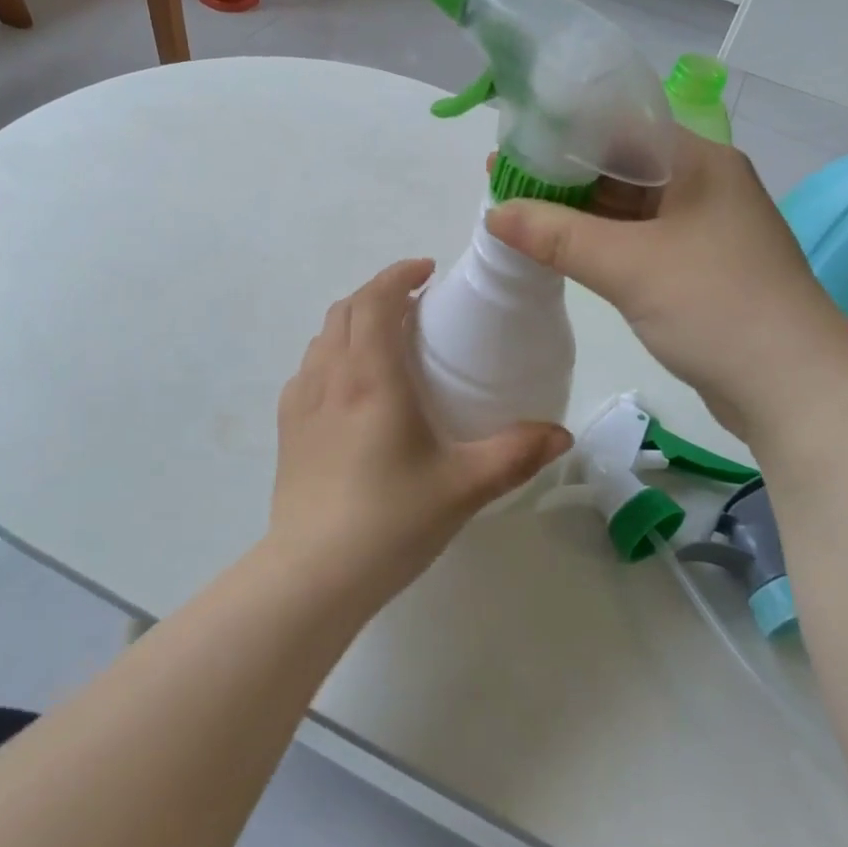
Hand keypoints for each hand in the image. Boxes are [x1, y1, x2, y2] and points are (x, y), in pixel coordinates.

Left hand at [271, 260, 572, 608]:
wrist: (312, 575)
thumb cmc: (390, 521)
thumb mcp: (464, 486)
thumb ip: (516, 455)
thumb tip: (561, 434)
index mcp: (370, 376)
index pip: (377, 299)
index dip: (399, 274)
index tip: (429, 271)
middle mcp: (329, 375)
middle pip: (347, 309)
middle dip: (379, 292)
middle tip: (416, 303)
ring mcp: (300, 401)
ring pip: (324, 336)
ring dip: (354, 321)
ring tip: (387, 339)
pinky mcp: (286, 427)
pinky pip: (309, 368)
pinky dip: (333, 353)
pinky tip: (352, 387)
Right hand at [486, 128, 847, 436]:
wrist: (795, 391)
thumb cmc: (717, 306)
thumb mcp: (629, 266)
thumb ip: (557, 235)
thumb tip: (494, 213)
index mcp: (699, 161)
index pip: (620, 128)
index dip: (561, 134)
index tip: (511, 145)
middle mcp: (702, 184)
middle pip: (620, 167)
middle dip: (562, 176)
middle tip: (502, 181)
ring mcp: (701, 228)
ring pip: (627, 208)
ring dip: (577, 213)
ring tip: (517, 212)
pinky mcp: (696, 268)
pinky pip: (636, 242)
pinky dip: (598, 243)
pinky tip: (557, 247)